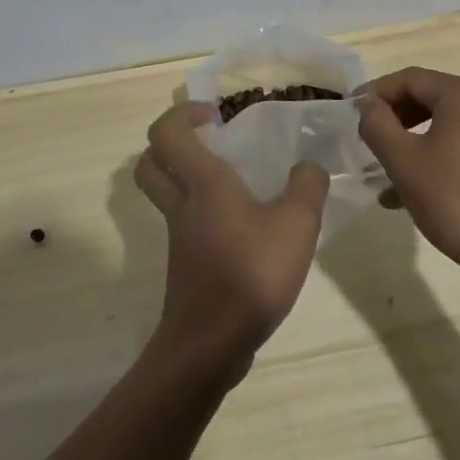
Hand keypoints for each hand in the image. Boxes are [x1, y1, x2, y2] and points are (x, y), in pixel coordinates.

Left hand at [134, 101, 329, 373]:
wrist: (210, 346)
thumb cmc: (250, 274)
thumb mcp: (297, 224)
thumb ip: (307, 186)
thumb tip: (308, 166)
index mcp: (203, 182)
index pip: (167, 132)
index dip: (182, 113)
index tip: (214, 115)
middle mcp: (182, 204)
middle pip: (151, 162)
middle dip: (172, 143)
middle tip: (209, 141)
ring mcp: (179, 237)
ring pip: (166, 193)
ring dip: (186, 177)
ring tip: (233, 181)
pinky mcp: (185, 264)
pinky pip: (184, 223)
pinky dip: (202, 213)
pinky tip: (243, 225)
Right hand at [355, 68, 459, 282]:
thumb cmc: (454, 200)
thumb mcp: (403, 160)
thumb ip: (377, 124)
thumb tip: (367, 104)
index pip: (409, 79)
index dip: (375, 92)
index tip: (350, 111)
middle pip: (428, 98)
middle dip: (393, 118)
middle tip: (365, 137)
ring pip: (443, 124)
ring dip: (410, 141)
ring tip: (382, 169)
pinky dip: (433, 157)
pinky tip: (409, 191)